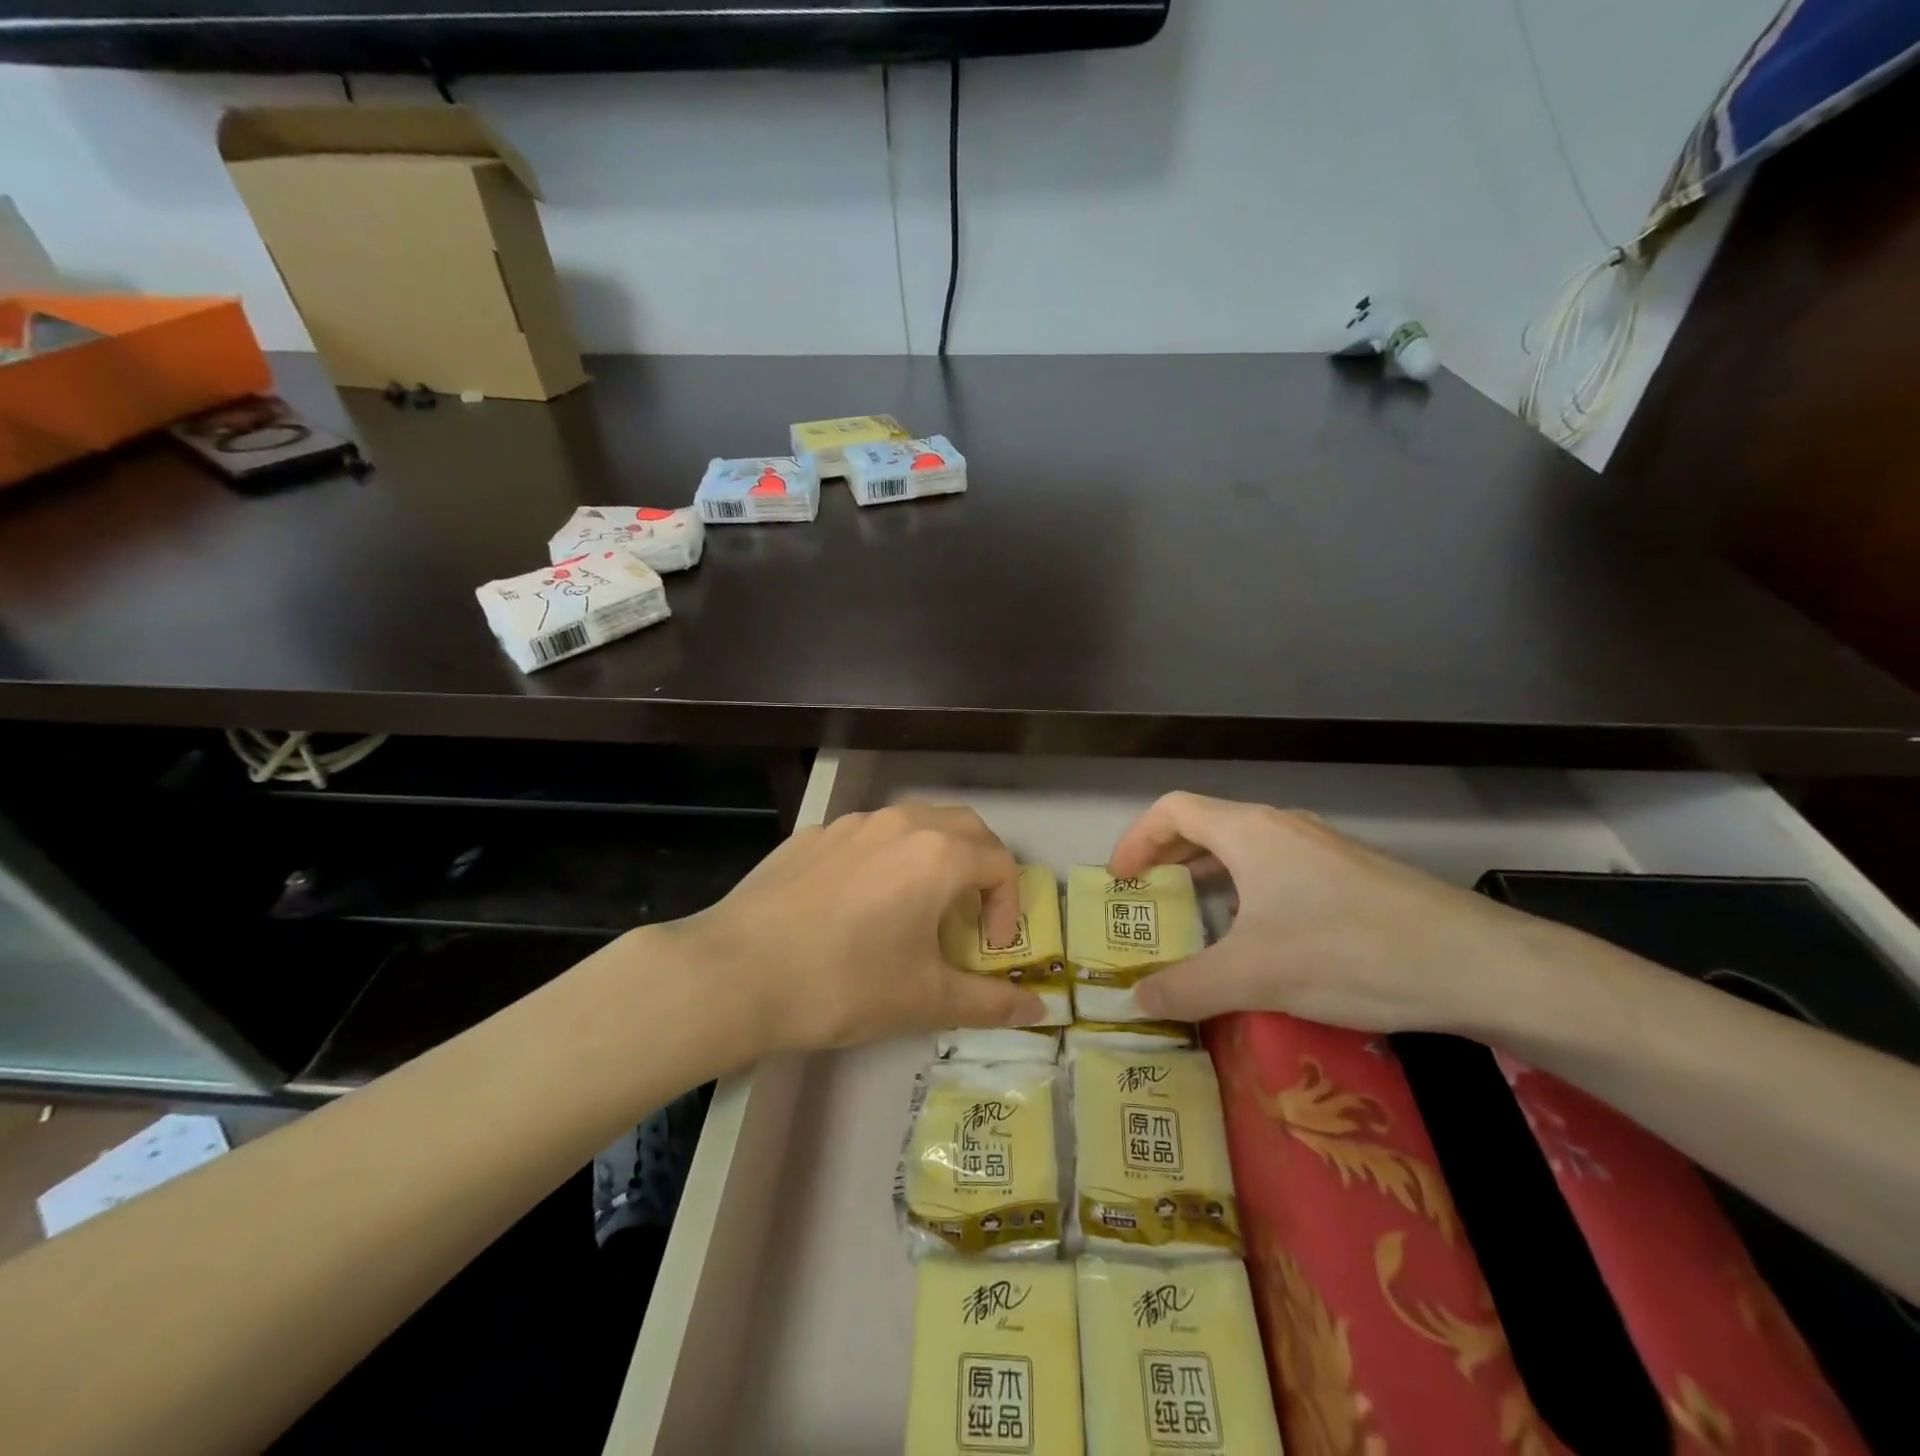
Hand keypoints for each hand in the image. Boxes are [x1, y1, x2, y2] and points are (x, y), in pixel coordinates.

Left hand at [657, 802, 1047, 1054]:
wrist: (736, 973)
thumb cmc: (844, 984)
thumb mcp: (925, 1000)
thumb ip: (989, 1003)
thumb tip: (1039, 1011)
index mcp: (937, 854)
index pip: (1000, 863)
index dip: (1008, 907)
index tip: (989, 949)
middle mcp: (900, 823)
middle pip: (965, 827)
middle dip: (981, 867)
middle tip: (969, 916)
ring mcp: (851, 823)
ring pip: (914, 823)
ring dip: (934, 857)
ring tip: (916, 907)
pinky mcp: (813, 835)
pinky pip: (868, 837)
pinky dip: (886, 859)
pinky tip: (858, 906)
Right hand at [1110, 792, 1549, 1032]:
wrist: (1478, 964)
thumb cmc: (1348, 952)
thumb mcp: (1254, 975)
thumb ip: (1185, 988)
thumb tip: (1131, 1002)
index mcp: (1250, 831)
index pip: (1173, 809)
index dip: (1137, 838)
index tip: (1121, 880)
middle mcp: (1283, 826)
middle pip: (1207, 824)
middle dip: (1169, 856)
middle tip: (1149, 897)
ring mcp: (1323, 848)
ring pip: (1247, 848)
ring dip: (1210, 873)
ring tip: (1197, 915)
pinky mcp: (1353, 875)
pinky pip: (1279, 869)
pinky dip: (1249, 889)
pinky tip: (1262, 936)